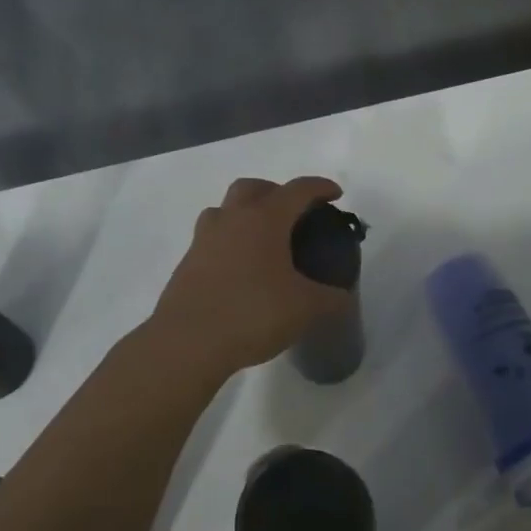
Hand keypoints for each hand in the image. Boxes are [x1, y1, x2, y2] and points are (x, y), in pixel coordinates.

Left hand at [148, 176, 354, 378]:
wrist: (187, 342)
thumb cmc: (252, 313)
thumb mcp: (305, 308)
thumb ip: (331, 299)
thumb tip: (344, 298)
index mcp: (264, 219)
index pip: (297, 190)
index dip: (320, 187)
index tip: (335, 194)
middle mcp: (231, 219)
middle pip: (253, 188)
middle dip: (276, 192)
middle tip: (294, 214)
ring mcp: (204, 240)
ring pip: (226, 210)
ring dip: (246, 214)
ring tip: (264, 240)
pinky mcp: (188, 263)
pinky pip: (213, 238)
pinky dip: (231, 242)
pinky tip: (242, 269)